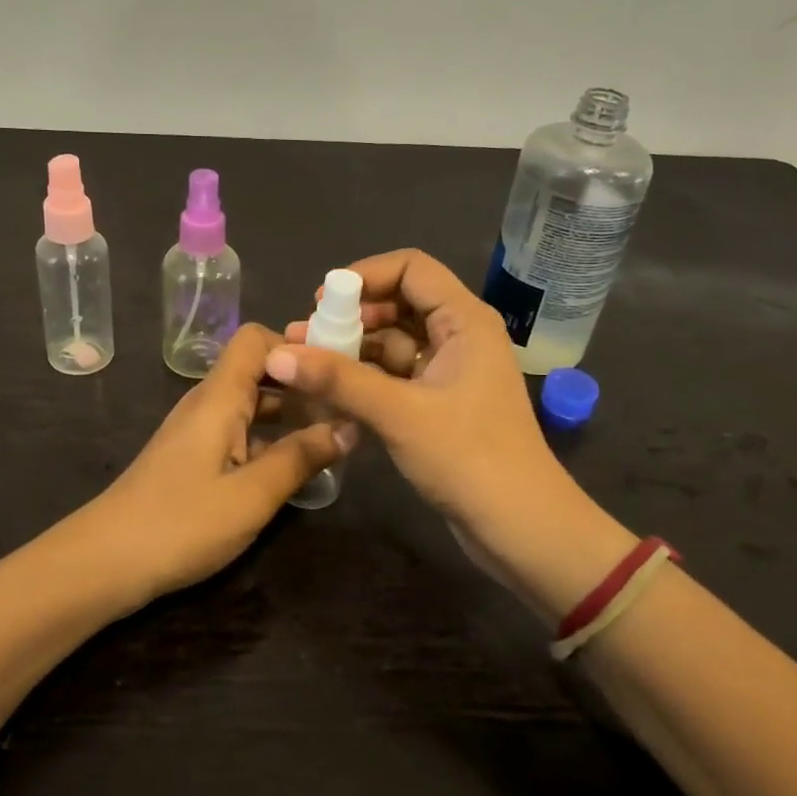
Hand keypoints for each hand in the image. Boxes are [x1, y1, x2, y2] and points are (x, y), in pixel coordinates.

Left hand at [86, 324, 352, 602]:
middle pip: (258, 370)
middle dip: (303, 383)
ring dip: (290, 414)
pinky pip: (240, 431)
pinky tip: (295, 466)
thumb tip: (349, 426)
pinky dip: (270, 438)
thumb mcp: (251, 495)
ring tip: (334, 437)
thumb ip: (300, 458)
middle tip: (348, 408)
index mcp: (219, 397)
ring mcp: (198, 431)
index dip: (296, 347)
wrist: (104, 562)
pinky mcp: (194, 457)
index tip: (336, 374)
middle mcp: (208, 403)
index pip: (256, 339)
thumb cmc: (180, 523)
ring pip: (251, 403)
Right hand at [273, 250, 634, 619]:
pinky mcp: (440, 403)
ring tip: (305, 363)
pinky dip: (365, 378)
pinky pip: (397, 375)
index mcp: (465, 320)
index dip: (365, 275)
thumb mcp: (399, 413)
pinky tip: (330, 391)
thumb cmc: (469, 458)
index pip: (411, 268)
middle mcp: (460, 336)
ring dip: (353, 349)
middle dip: (352, 315)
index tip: (322, 301)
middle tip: (306, 336)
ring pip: (394, 342)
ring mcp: (450, 371)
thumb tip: (275, 354)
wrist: (521, 527)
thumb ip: (338, 379)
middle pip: (399, 303)